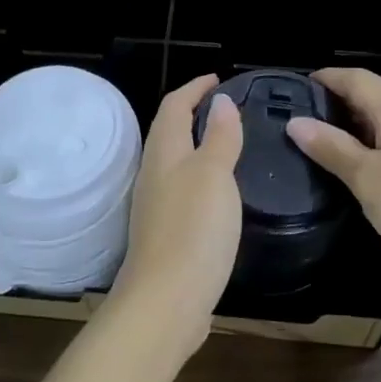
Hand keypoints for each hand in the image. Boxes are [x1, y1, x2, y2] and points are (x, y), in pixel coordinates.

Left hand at [107, 74, 243, 360]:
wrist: (165, 302)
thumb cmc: (193, 230)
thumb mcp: (214, 176)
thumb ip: (220, 138)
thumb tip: (221, 101)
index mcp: (165, 153)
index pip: (175, 106)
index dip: (195, 88)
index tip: (218, 79)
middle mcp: (154, 174)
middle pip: (169, 131)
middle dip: (192, 112)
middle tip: (225, 107)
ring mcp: (156, 205)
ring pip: (174, 161)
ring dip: (196, 144)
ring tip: (226, 142)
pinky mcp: (165, 233)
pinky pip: (181, 189)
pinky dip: (199, 176)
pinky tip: (218, 192)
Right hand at [286, 68, 380, 285]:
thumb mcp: (368, 179)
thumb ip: (332, 148)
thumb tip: (296, 121)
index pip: (356, 78)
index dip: (325, 78)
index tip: (293, 90)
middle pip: (372, 97)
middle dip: (336, 105)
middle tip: (300, 125)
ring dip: (356, 130)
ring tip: (323, 150)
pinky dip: (376, 149)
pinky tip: (363, 174)